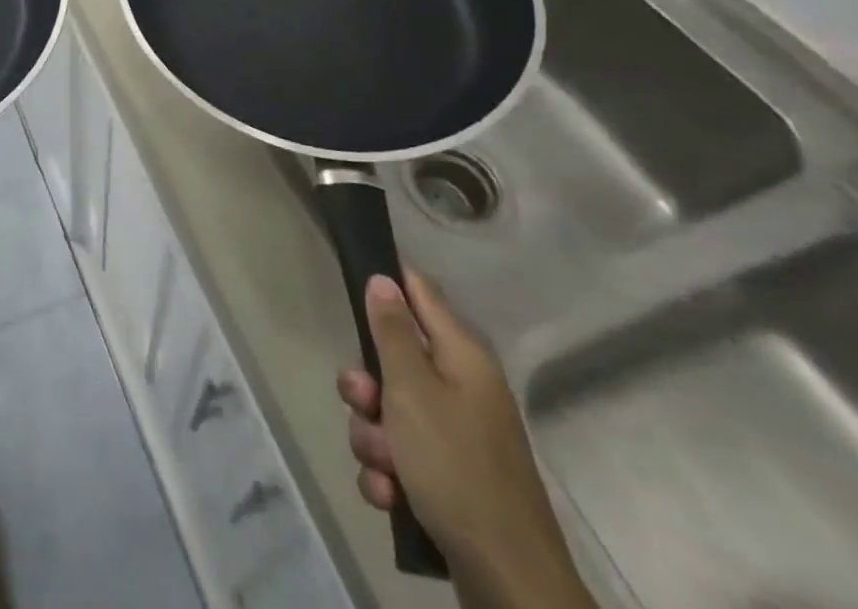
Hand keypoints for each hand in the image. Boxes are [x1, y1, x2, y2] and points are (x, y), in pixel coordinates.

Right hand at [337, 269, 595, 608]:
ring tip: (385, 467)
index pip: (419, 291)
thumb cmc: (455, 467)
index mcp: (461, 356)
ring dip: (373, 437)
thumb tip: (384, 279)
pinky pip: (399, 457)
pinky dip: (388, 474)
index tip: (350, 284)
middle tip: (364, 402)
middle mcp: (460, 388)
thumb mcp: (412, 390)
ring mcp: (455, 436)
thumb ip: (393, 332)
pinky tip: (391, 496)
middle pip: (392, 359)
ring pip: (388, 412)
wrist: (508, 582)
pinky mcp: (447, 478)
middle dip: (365, 386)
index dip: (386, 281)